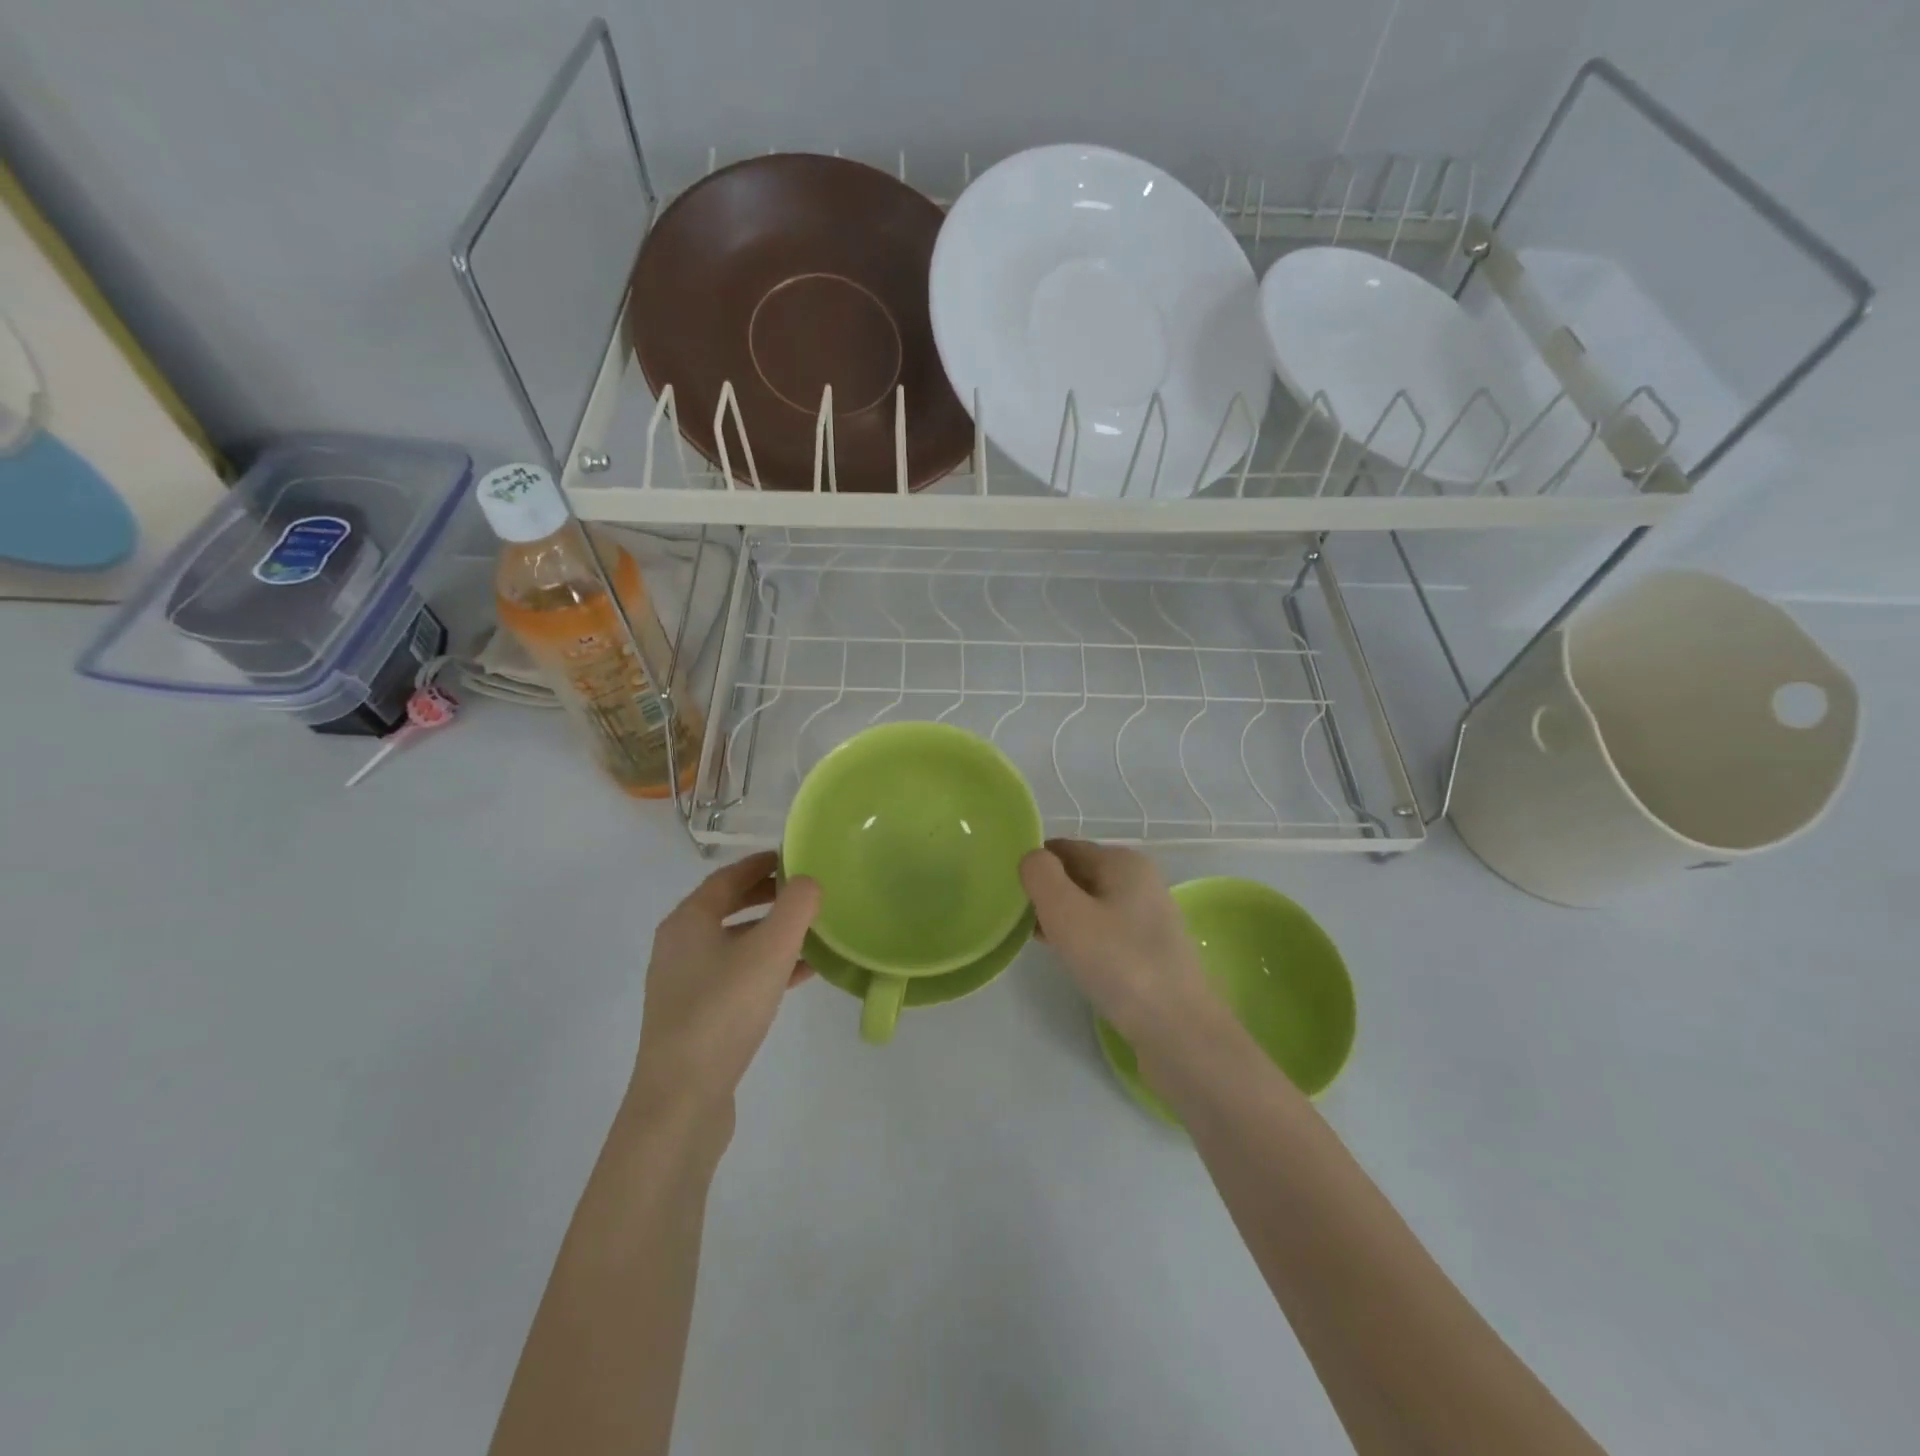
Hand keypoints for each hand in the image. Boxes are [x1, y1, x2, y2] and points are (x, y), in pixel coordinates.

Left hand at [630, 851, 819, 1119]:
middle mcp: (679, 946)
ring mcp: (684, 984)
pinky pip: (736, 975)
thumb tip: (809, 880)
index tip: (795, 857)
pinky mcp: (696, 1016)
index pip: (727, 877)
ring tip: (813, 932)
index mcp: (688, 921)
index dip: (761, 863)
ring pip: (735, 944)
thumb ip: (795, 907)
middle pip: (728, 908)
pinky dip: (766, 966)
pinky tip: (800, 975)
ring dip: (772, 933)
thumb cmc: (724, 1010)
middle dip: (768, 897)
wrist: (682, 1099)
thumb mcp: (770, 950)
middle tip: (807, 892)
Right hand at [1019, 840, 1222, 1056]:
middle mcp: (1140, 880)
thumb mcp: (1066, 912)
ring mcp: (1148, 916)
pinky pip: (1103, 929)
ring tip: (1035, 939)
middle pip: (1077, 874)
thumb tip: (1031, 859)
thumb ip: (1040, 875)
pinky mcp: (1148, 948)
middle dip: (1046, 892)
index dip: (1034, 866)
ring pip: (1089, 904)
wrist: (1178, 1030)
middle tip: (1016, 919)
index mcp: (1123, 861)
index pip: (1063, 848)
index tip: (1008, 893)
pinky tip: (1066, 957)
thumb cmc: (1118, 963)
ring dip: (1061, 916)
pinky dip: (1081, 936)